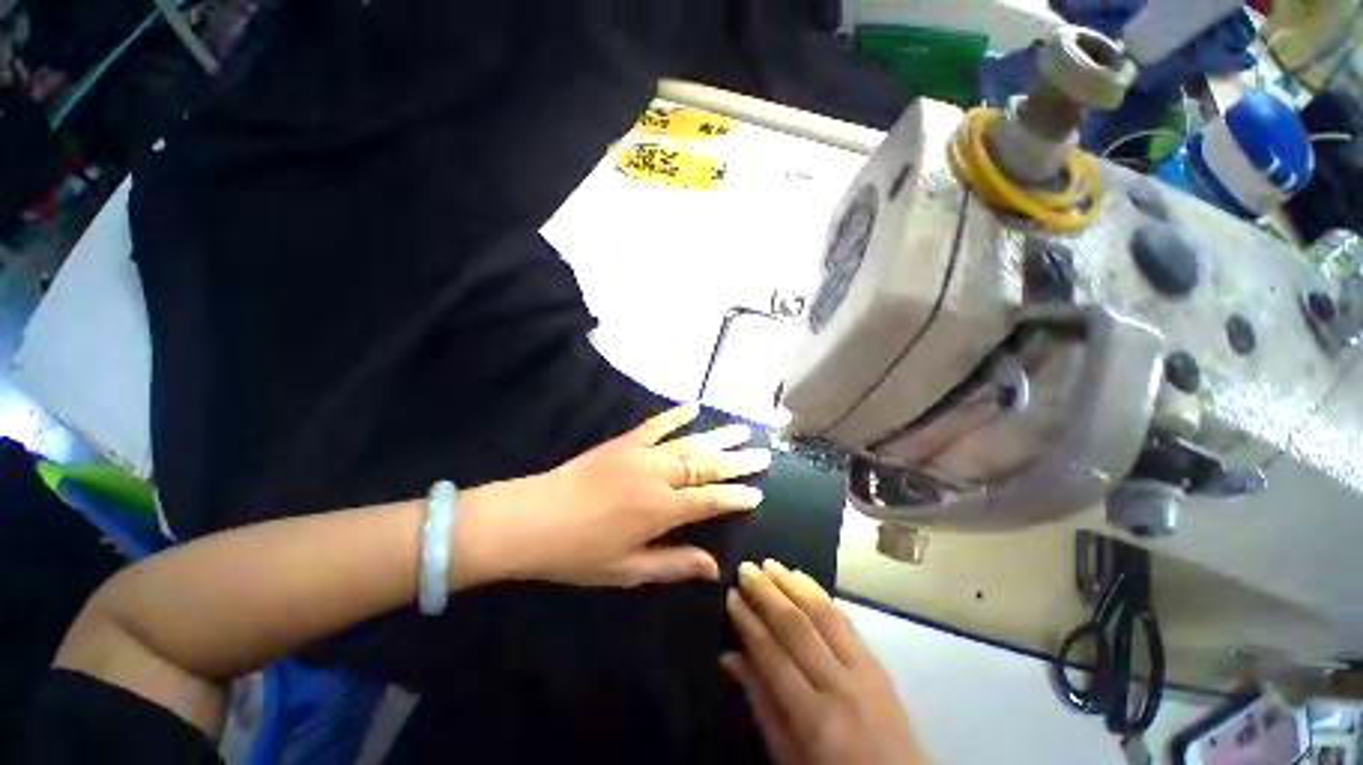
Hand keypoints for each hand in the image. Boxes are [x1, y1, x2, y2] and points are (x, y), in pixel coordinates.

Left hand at [457, 403, 769, 587]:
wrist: (532, 519)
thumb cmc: (579, 553)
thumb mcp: (628, 570)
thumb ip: (673, 564)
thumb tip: (714, 567)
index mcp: (661, 510)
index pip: (710, 500)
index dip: (736, 497)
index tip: (758, 493)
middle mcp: (658, 476)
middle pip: (706, 465)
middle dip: (737, 461)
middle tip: (763, 453)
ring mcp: (641, 454)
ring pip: (689, 443)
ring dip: (718, 436)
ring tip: (743, 429)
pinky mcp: (624, 442)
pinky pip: (656, 424)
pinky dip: (676, 414)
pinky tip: (693, 405)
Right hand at [722, 560, 929, 764]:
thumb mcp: (788, 755)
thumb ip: (761, 704)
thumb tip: (730, 657)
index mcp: (815, 719)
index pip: (773, 657)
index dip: (748, 623)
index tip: (731, 595)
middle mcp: (840, 687)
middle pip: (797, 628)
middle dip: (767, 594)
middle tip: (745, 568)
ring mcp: (864, 670)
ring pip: (823, 614)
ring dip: (793, 584)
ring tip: (769, 564)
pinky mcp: (877, 661)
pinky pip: (845, 619)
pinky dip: (820, 594)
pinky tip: (802, 578)